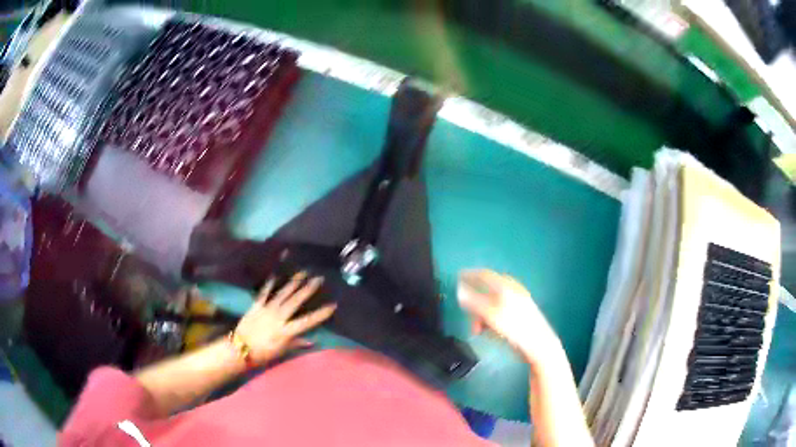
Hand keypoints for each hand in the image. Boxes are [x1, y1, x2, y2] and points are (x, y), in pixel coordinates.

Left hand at [233, 272, 335, 364]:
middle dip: (308, 290)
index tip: (332, 305)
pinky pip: (264, 293)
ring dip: (293, 283)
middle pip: (295, 301)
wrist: (240, 349)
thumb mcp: (282, 352)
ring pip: (282, 294)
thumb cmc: (263, 354)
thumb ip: (296, 344)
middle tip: (318, 279)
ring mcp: (267, 309)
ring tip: (302, 272)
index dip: (321, 314)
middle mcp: (279, 317)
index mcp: (286, 331)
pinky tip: (275, 275)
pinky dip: (269, 284)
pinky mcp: (256, 306)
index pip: (307, 321)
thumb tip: (312, 341)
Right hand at [458, 269, 560, 363]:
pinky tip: (489, 331)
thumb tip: (459, 290)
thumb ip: (474, 302)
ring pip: (492, 304)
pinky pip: (499, 313)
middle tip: (468, 316)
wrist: (538, 344)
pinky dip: (490, 320)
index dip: (470, 275)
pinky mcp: (519, 315)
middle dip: (475, 303)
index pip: (485, 275)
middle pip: (488, 290)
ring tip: (478, 329)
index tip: (457, 277)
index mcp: (506, 286)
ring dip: (481, 315)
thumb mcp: (491, 315)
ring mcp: (517, 303)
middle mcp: (512, 291)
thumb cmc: (515, 327)